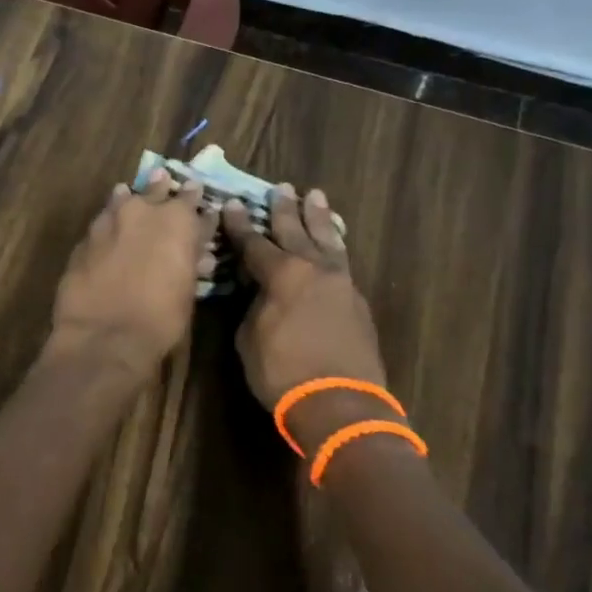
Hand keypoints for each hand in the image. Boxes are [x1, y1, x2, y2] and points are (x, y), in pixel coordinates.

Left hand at [49, 169, 217, 378]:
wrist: (104, 336)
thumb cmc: (160, 318)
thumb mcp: (188, 288)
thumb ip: (190, 259)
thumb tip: (197, 250)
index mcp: (176, 220)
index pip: (192, 199)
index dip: (197, 201)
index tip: (199, 197)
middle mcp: (141, 211)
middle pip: (155, 191)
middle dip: (163, 189)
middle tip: (165, 182)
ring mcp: (107, 222)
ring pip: (122, 199)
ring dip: (130, 200)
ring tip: (130, 196)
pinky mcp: (83, 240)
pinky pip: (101, 223)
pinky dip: (109, 223)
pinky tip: (108, 227)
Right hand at [221, 185, 387, 411]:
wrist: (340, 402)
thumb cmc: (283, 372)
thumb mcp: (250, 337)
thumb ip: (253, 306)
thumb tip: (260, 293)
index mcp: (282, 275)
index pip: (254, 243)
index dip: (241, 225)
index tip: (233, 205)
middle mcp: (313, 269)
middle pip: (295, 232)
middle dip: (284, 210)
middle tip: (281, 188)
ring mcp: (341, 284)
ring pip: (327, 240)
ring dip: (318, 218)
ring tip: (314, 196)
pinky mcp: (358, 302)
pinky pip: (342, 262)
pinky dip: (334, 246)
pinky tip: (333, 243)